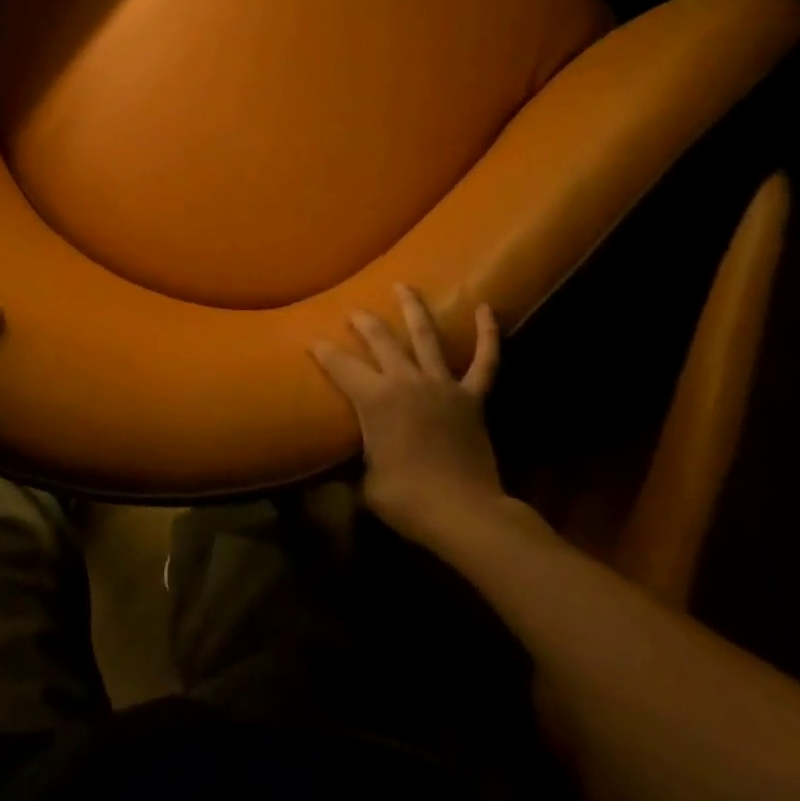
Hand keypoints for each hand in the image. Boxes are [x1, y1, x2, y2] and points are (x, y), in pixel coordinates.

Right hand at [312, 288, 506, 541]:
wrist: (464, 514)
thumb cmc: (408, 500)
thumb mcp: (365, 486)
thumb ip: (351, 469)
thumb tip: (336, 473)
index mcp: (374, 398)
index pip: (339, 364)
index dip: (322, 351)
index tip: (311, 342)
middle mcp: (405, 381)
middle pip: (381, 340)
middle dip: (363, 322)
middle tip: (354, 312)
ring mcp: (442, 385)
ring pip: (426, 336)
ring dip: (413, 308)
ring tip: (403, 286)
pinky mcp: (472, 398)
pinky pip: (485, 362)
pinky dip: (488, 334)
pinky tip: (486, 308)